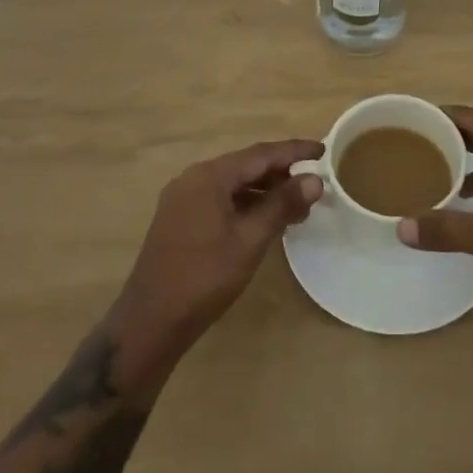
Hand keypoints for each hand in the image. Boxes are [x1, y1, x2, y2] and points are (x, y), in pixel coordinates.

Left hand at [112, 140, 323, 383]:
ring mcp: (183, 199)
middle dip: (281, 173)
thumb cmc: (204, 277)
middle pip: (245, 166)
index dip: (294, 151)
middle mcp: (194, 178)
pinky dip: (245, 204)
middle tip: (313, 184)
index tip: (322, 150)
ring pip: (233, 184)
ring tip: (296, 206)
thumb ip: (282, 205)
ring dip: (264, 191)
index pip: (260, 154)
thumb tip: (315, 180)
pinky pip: (220, 199)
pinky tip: (265, 220)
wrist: (149, 322)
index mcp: (209, 176)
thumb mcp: (250, 240)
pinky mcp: (179, 219)